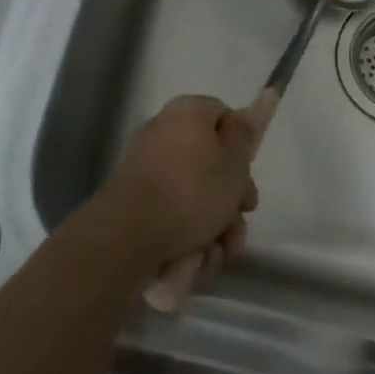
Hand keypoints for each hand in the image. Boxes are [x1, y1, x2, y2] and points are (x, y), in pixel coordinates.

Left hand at [97, 95, 258, 275]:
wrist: (127, 236)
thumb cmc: (191, 192)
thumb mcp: (234, 163)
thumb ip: (244, 135)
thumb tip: (243, 113)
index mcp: (188, 113)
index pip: (223, 116)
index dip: (241, 147)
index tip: (248, 177)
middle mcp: (164, 133)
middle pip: (210, 162)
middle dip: (230, 201)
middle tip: (238, 225)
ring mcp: (146, 168)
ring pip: (194, 194)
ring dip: (214, 227)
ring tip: (218, 254)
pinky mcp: (134, 201)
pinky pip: (171, 213)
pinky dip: (187, 235)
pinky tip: (196, 260)